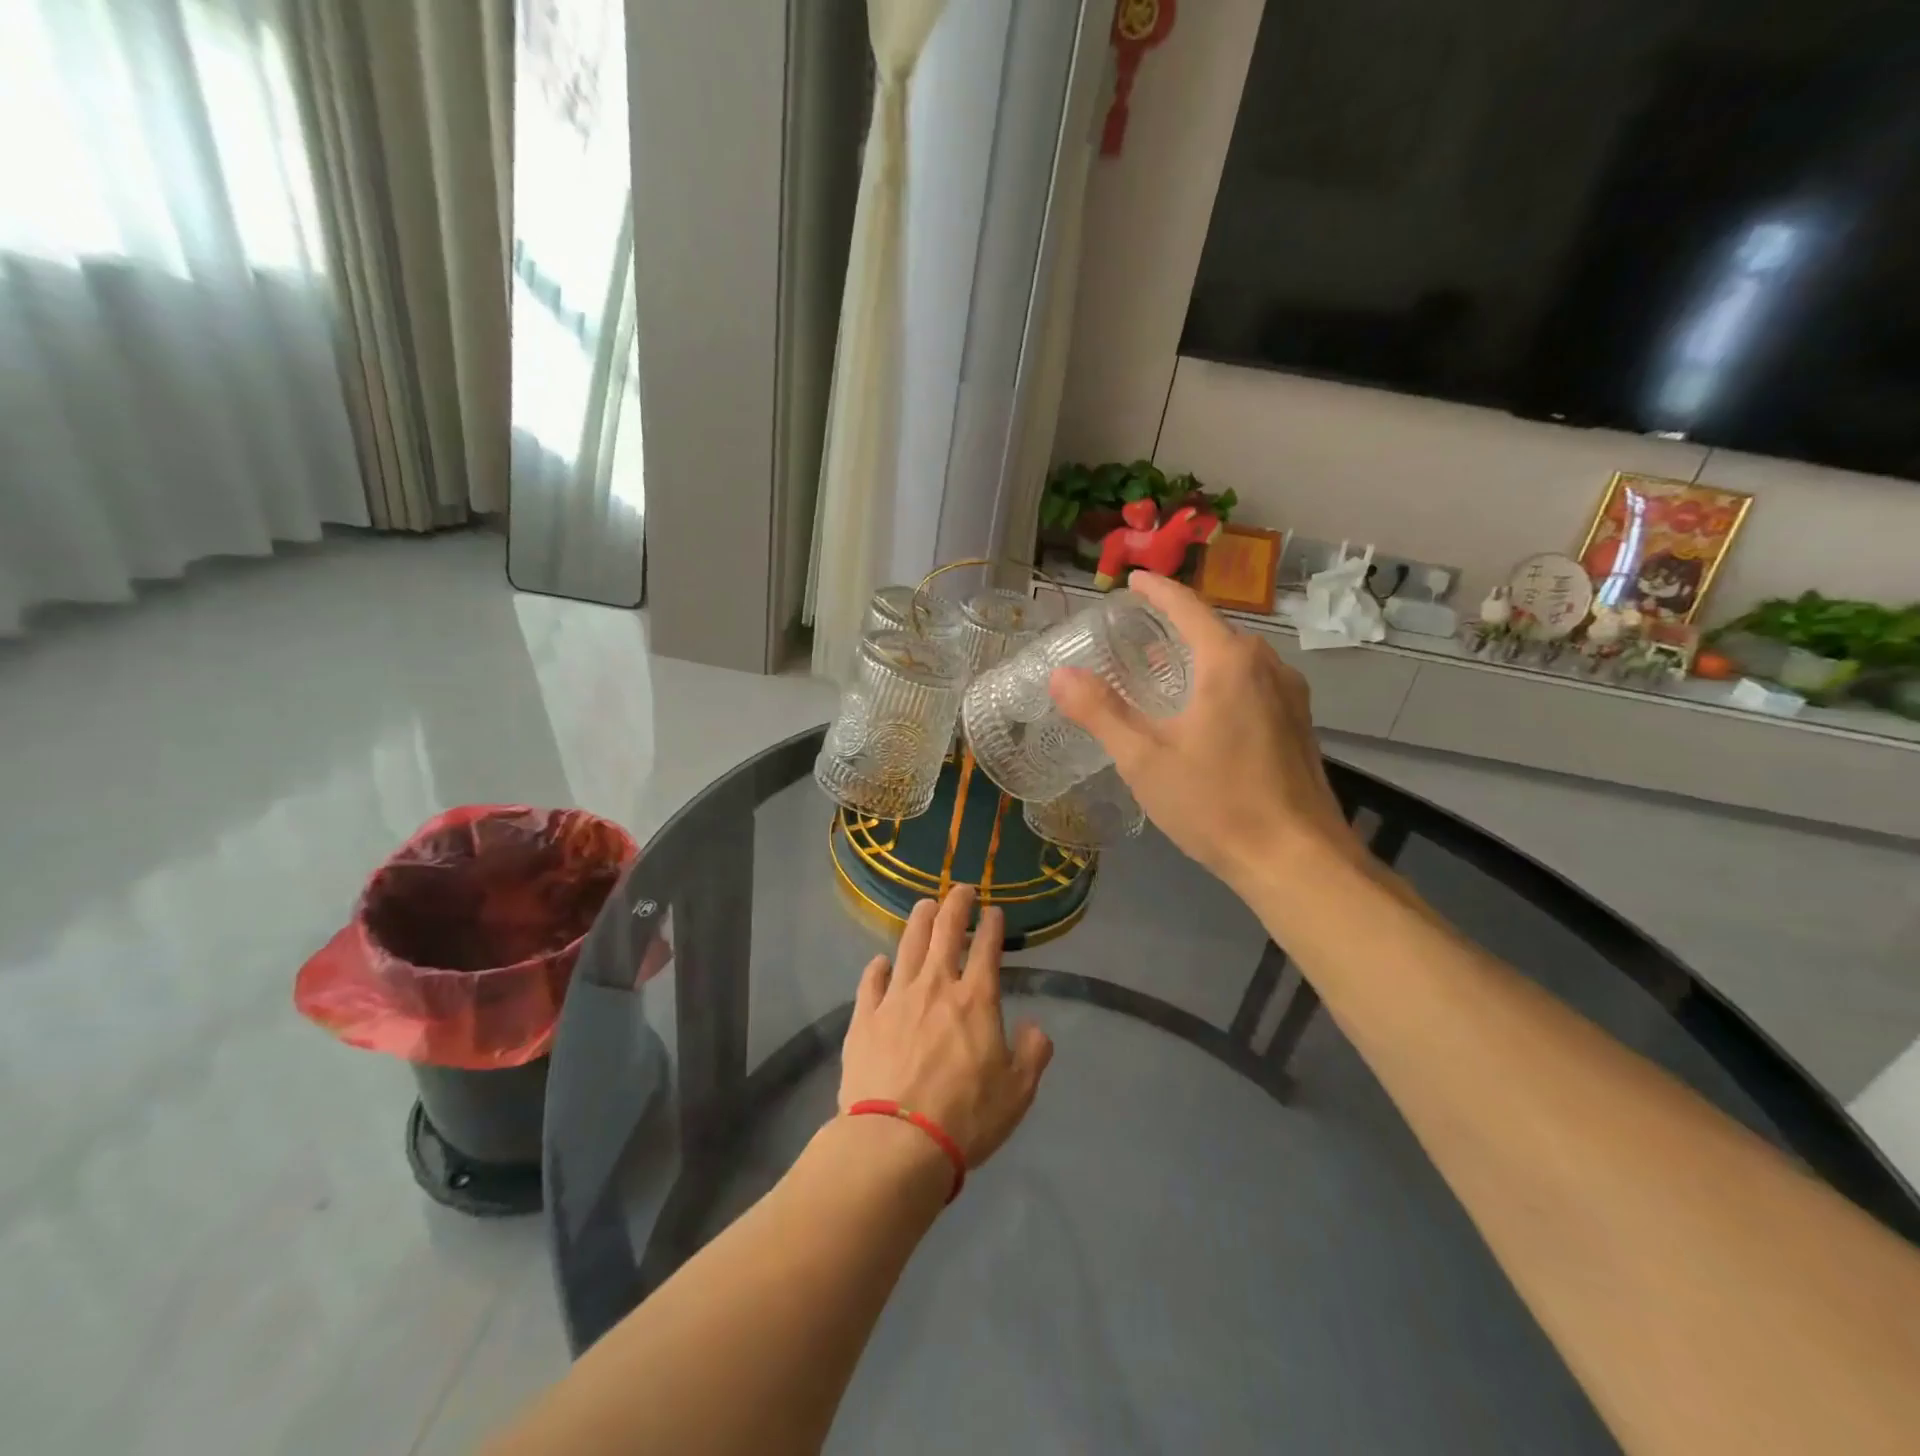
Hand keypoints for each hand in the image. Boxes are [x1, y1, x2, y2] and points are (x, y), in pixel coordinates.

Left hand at [838, 886, 1053, 1167]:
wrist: (896, 1141)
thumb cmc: (965, 1117)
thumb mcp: (1017, 1092)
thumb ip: (1032, 1054)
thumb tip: (1036, 1028)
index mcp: (976, 1000)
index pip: (987, 949)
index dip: (992, 925)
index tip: (994, 911)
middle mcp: (936, 986)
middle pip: (945, 932)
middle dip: (956, 904)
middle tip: (961, 889)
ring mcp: (896, 999)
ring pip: (908, 945)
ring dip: (919, 921)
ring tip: (925, 905)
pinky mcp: (865, 1018)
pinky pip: (872, 981)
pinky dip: (878, 967)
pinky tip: (881, 962)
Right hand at [1049, 571, 1360, 895]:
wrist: (1296, 860)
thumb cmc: (1216, 804)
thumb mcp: (1144, 759)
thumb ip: (1101, 712)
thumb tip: (1060, 675)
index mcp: (1229, 662)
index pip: (1187, 607)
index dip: (1157, 590)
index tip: (1133, 581)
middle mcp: (1267, 665)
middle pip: (1214, 629)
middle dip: (1174, 625)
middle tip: (1134, 634)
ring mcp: (1290, 695)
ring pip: (1236, 658)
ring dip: (1198, 654)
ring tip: (1161, 669)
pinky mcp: (1298, 724)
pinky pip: (1253, 682)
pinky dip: (1220, 679)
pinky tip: (1201, 709)